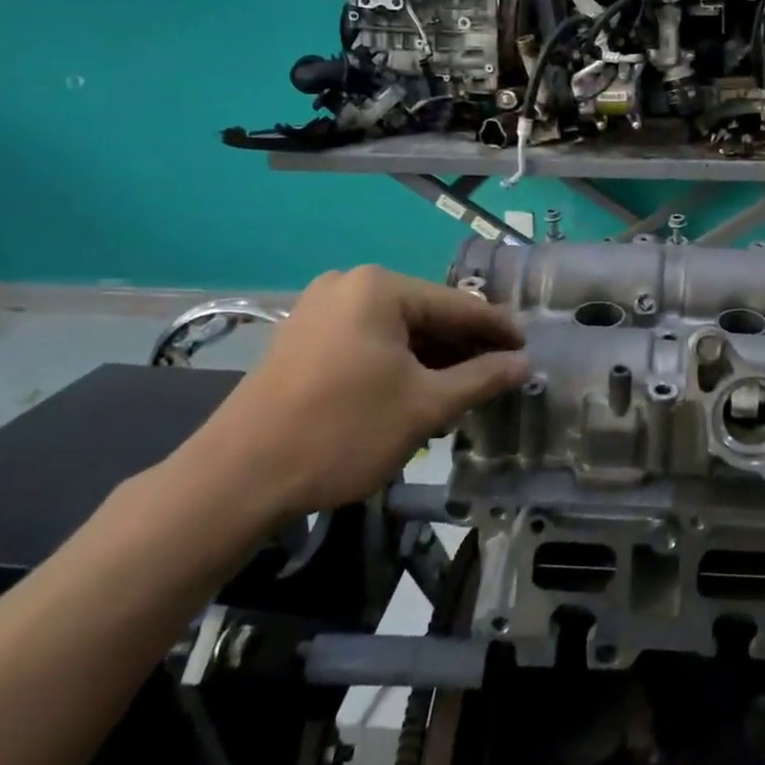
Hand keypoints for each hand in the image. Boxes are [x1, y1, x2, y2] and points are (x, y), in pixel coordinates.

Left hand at [180, 266, 528, 520]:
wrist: (237, 479)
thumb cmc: (342, 432)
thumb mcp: (424, 406)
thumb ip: (481, 378)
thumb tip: (524, 364)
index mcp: (380, 288)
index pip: (458, 305)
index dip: (497, 330)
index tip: (527, 350)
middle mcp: (349, 284)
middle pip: (426, 315)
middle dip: (462, 348)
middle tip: (496, 377)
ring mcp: (320, 309)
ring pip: (396, 331)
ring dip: (431, 360)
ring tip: (461, 392)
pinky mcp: (302, 337)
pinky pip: (367, 341)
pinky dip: (397, 364)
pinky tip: (416, 393)